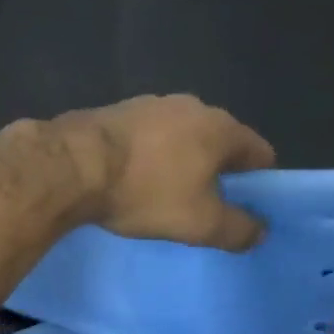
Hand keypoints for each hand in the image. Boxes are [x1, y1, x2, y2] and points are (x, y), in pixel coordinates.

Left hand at [54, 95, 276, 249]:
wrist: (74, 165)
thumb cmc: (148, 192)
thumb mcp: (201, 223)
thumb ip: (238, 229)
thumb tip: (260, 231)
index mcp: (221, 128)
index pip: (260, 153)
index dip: (260, 183)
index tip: (247, 208)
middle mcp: (193, 106)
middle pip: (220, 142)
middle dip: (218, 172)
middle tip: (207, 206)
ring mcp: (153, 103)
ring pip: (183, 137)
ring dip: (182, 162)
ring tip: (167, 194)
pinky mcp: (119, 110)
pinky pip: (149, 137)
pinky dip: (151, 156)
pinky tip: (136, 178)